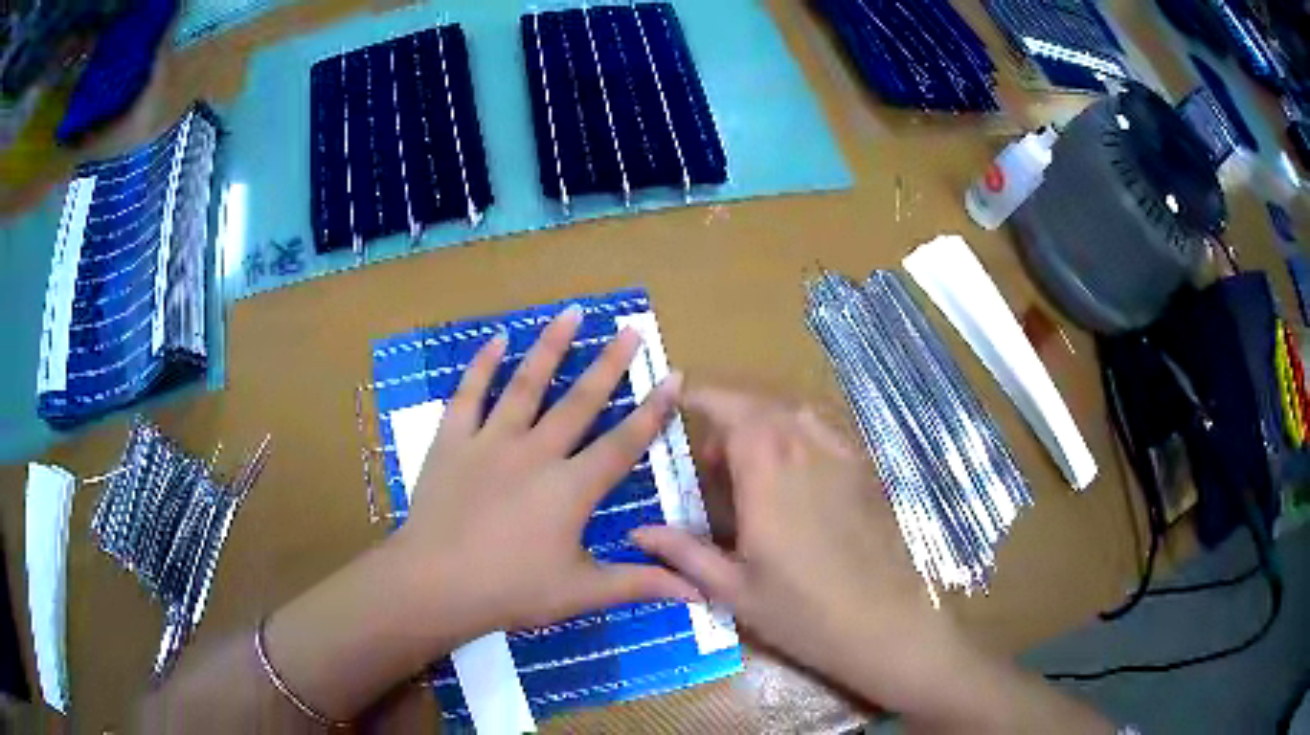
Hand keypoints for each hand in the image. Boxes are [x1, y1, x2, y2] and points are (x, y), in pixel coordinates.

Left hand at [391, 306, 700, 640]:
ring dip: (550, 347)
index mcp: (571, 488)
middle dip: (610, 363)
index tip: (673, 375)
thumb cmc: (511, 591)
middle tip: (630, 328)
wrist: (434, 585)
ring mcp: (490, 441)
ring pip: (526, 385)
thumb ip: (640, 584)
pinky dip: (482, 365)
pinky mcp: (453, 442)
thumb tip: (699, 592)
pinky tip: (496, 339)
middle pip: (580, 401)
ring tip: (571, 313)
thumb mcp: (581, 592)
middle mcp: (536, 453)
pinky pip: (469, 395)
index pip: (623, 443)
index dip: (652, 411)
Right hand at [631, 387, 959, 711]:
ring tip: (753, 468)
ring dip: (766, 426)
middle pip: (761, 408)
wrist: (882, 622)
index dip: (703, 398)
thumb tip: (636, 533)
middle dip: (729, 419)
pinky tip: (797, 476)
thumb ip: (683, 552)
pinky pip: (824, 432)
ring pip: (795, 415)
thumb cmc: (800, 610)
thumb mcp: (732, 588)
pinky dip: (799, 436)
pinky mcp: (865, 470)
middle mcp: (805, 446)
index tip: (679, 400)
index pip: (730, 409)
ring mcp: (842, 455)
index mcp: (767, 469)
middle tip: (713, 464)